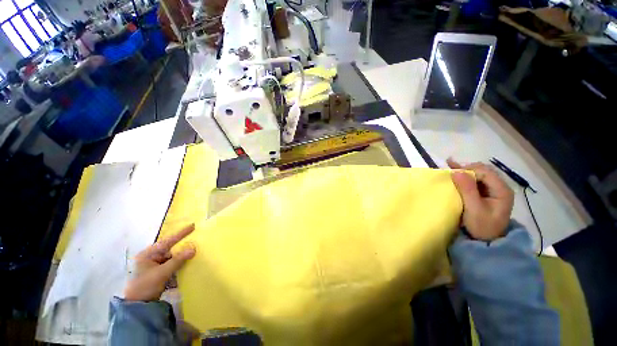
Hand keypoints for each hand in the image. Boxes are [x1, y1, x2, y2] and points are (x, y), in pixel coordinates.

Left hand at [124, 224, 196, 301]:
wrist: (138, 307)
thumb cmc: (145, 286)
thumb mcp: (162, 273)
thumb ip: (178, 260)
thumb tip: (193, 248)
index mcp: (147, 255)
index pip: (167, 241)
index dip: (180, 234)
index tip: (192, 225)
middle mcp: (150, 258)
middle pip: (170, 250)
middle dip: (182, 248)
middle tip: (195, 244)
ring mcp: (154, 266)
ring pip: (172, 258)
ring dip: (181, 259)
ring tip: (192, 256)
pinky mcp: (158, 273)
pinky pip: (171, 266)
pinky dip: (178, 266)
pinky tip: (185, 268)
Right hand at [447, 159, 513, 240]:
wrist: (486, 241)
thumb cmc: (482, 226)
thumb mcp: (474, 209)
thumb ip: (467, 190)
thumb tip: (457, 171)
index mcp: (501, 190)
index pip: (485, 173)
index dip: (469, 171)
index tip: (453, 175)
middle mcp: (499, 187)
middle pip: (483, 171)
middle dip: (466, 169)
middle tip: (450, 169)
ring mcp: (493, 190)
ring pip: (479, 174)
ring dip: (464, 171)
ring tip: (449, 165)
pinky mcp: (486, 193)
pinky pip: (476, 180)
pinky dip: (465, 175)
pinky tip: (456, 170)